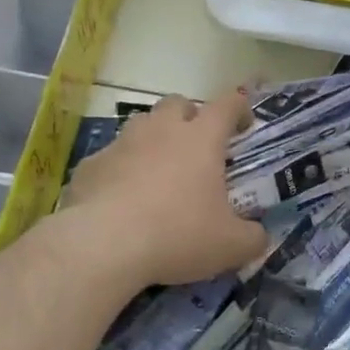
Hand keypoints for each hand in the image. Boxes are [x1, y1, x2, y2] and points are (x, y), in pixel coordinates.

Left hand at [61, 90, 269, 288]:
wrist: (104, 245)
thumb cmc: (178, 234)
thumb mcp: (230, 246)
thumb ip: (252, 238)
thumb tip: (259, 236)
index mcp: (201, 139)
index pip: (227, 105)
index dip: (239, 108)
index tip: (244, 124)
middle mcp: (161, 130)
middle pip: (178, 103)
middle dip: (190, 117)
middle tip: (197, 146)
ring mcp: (122, 144)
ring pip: (141, 125)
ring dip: (153, 139)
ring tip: (158, 171)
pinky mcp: (91, 165)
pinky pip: (110, 158)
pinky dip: (120, 171)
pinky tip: (121, 199)